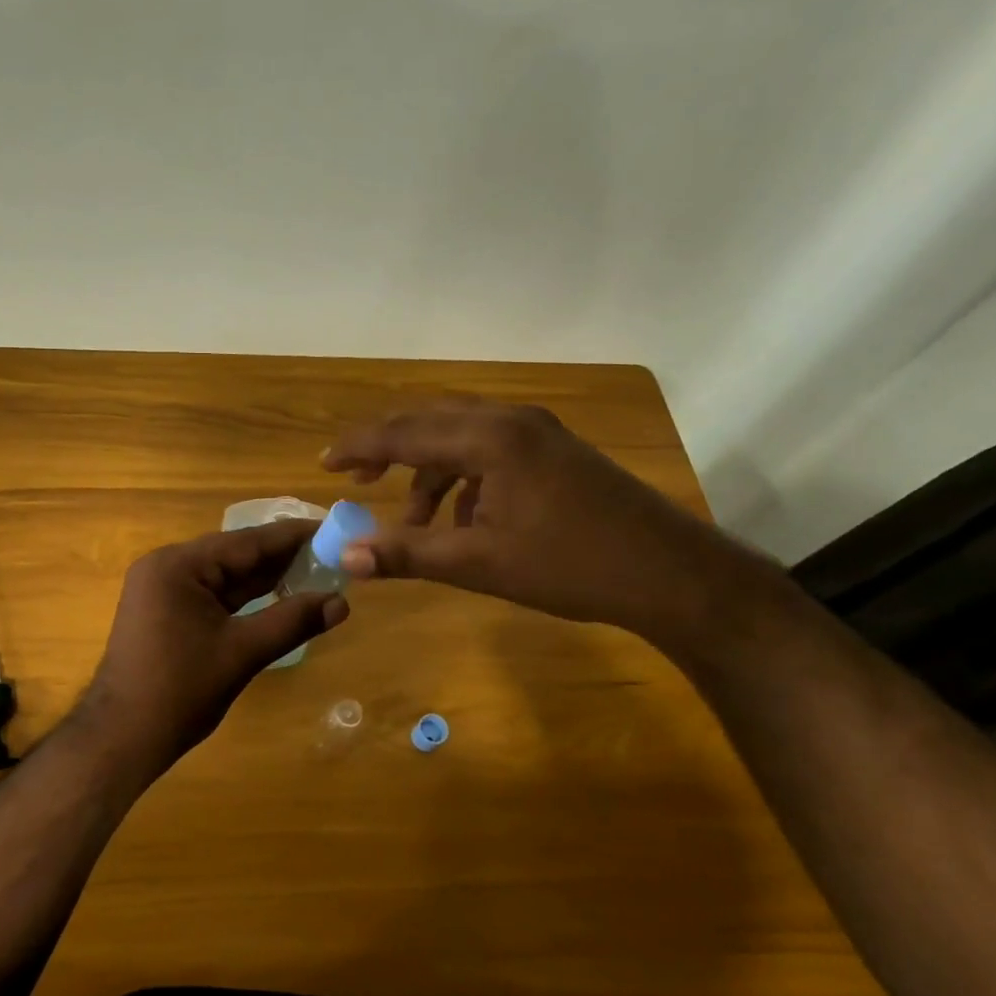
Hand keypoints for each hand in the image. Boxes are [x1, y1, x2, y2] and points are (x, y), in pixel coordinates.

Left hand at [77, 521, 350, 770]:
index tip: (330, 526)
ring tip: (315, 570)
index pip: (246, 541)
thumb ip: (291, 622)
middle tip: (331, 552)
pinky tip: (278, 596)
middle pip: (234, 555)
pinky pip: (212, 595)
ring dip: (265, 578)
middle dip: (281, 557)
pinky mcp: (165, 613)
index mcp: (178, 565)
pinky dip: (243, 598)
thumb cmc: (180, 691)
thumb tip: (341, 602)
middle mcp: (167, 567)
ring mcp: (162, 590)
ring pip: (224, 576)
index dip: (291, 536)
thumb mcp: (241, 652)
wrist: (122, 738)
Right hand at [321, 399, 758, 645]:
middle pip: (430, 423)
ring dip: (428, 473)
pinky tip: (465, 521)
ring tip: (414, 521)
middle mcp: (511, 420)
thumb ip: (409, 554)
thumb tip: (347, 558)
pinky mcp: (556, 451)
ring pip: (461, 438)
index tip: (323, 464)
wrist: (673, 575)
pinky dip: (463, 479)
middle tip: (356, 478)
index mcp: (490, 438)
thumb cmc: (572, 566)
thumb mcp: (479, 564)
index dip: (358, 449)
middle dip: (388, 450)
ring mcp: (539, 432)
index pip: (404, 433)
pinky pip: (490, 451)